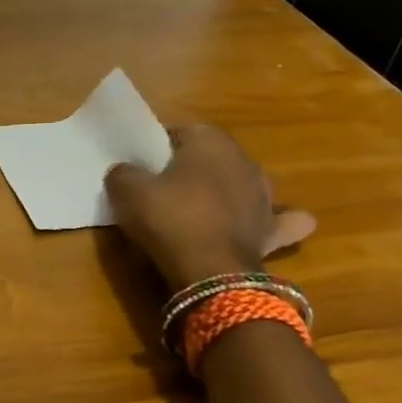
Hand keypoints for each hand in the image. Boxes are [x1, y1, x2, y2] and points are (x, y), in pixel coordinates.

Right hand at [105, 125, 316, 290]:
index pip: (179, 132)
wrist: (211, 270)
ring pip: (243, 184)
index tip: (141, 167)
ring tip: (200, 209)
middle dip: (192, 168)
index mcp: (210, 141)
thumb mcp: (127, 190)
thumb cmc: (169, 218)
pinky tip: (259, 225)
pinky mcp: (274, 229)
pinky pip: (278, 220)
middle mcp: (244, 160)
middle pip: (212, 157)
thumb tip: (125, 172)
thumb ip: (123, 173)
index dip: (158, 149)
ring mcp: (265, 195)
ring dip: (226, 192)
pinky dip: (271, 221)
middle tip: (163, 188)